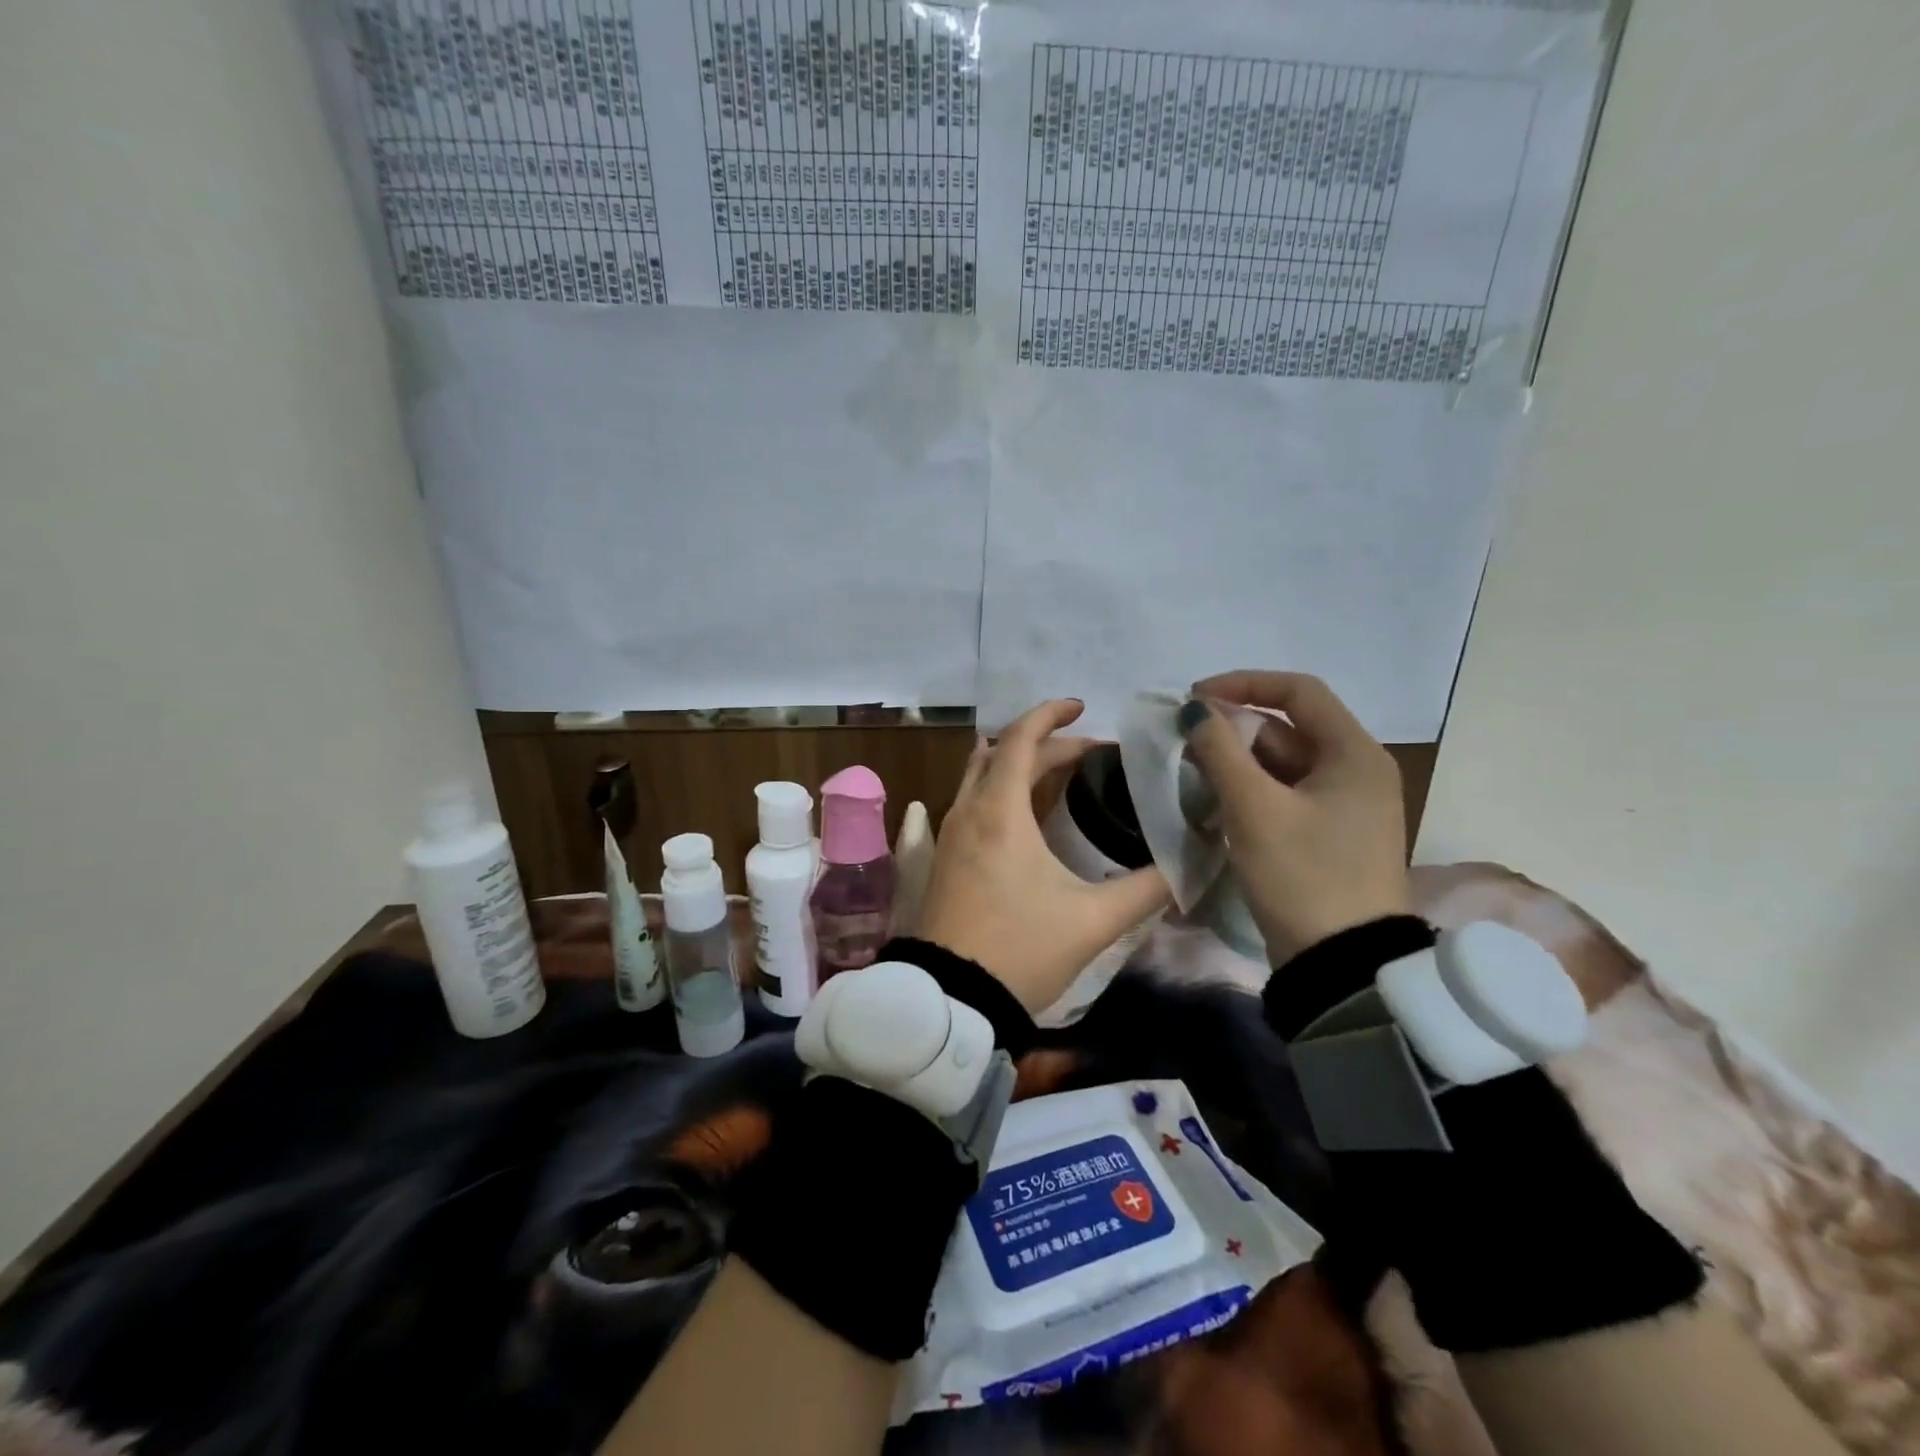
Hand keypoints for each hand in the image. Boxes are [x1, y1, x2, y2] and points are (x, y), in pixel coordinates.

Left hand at [920, 700, 1170, 1013]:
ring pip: (981, 775)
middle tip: (1091, 754)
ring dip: (1018, 764)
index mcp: (999, 811)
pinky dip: (1001, 789)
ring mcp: (949, 834)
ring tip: (1061, 773)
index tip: (1083, 707)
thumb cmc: (1020, 950)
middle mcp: (967, 811)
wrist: (950, 1000)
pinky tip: (1028, 814)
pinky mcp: (944, 857)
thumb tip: (1189, 866)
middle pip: (1003, 753)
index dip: (1051, 714)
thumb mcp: (1093, 920)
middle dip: (1046, 743)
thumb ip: (1146, 888)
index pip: (1020, 738)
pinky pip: (973, 801)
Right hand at [1179, 671, 1409, 962]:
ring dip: (1238, 762)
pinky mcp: (1329, 835)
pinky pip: (1285, 795)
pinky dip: (1251, 791)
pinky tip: (1216, 803)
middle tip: (1185, 743)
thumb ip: (1220, 750)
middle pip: (1288, 728)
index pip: (1298, 691)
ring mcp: (1345, 806)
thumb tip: (1194, 710)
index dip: (1243, 684)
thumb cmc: (1302, 875)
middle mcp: (1356, 770)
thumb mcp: (1254, 808)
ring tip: (1192, 774)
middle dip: (1234, 730)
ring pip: (1283, 764)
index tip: (1194, 698)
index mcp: (1354, 753)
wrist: (1341, 964)